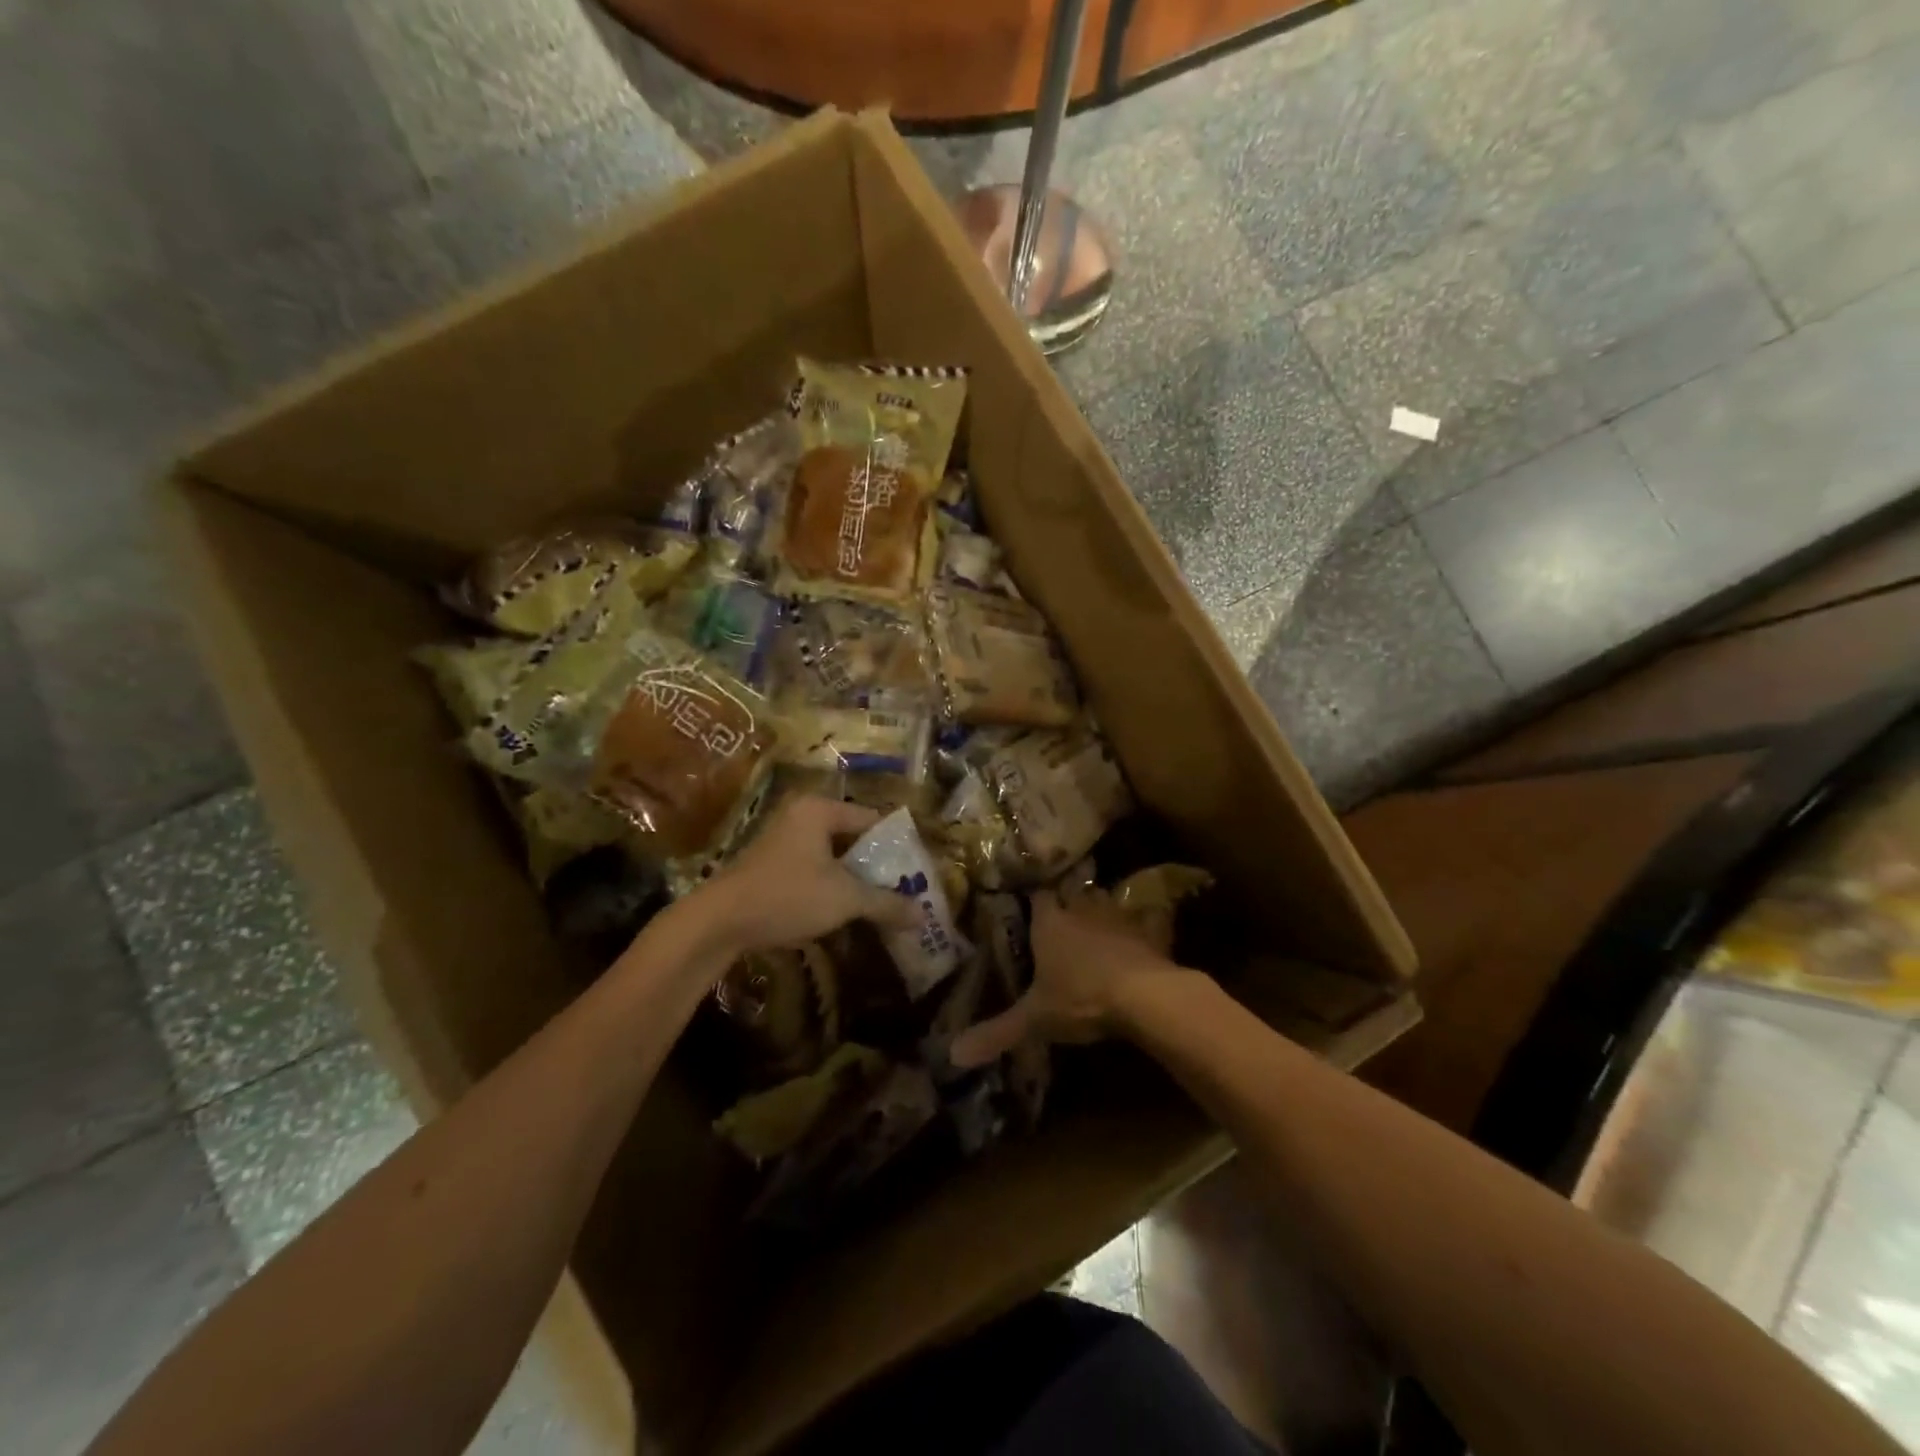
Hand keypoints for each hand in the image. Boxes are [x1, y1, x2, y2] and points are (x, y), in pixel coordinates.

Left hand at [697, 796, 917, 956]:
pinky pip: (814, 869)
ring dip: (855, 879)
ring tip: (881, 903)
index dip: (897, 846)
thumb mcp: (845, 899)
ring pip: (832, 857)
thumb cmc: (788, 896)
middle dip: (877, 866)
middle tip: (904, 889)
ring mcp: (782, 840)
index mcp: (819, 810)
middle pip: (852, 838)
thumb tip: (923, 916)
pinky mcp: (771, 865)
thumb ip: (886, 903)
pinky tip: (845, 910)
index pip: (872, 819)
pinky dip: (831, 886)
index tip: (917, 871)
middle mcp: (800, 816)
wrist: (719, 922)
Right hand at [950, 891, 1185, 1067]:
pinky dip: (1141, 924)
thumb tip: (952, 1055)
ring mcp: (1117, 917)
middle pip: (1072, 893)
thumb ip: (997, 1032)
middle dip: (1068, 900)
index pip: (1038, 897)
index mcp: (1050, 924)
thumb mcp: (1035, 1019)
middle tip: (1064, 912)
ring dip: (1100, 909)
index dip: (1034, 899)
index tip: (1029, 904)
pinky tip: (1142, 933)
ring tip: (1096, 922)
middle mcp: (1081, 910)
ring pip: (1105, 901)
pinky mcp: (1148, 931)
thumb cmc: (1081, 998)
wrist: (1144, 995)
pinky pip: (1143, 919)